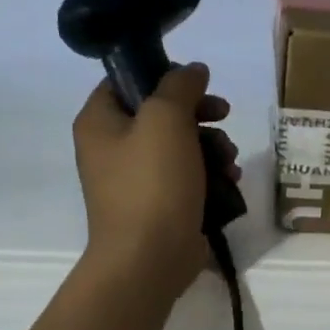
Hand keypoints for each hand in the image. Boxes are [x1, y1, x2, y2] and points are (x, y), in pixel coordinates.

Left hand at [73, 63, 240, 300]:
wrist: (149, 259)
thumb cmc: (152, 184)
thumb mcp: (166, 120)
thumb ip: (179, 86)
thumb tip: (193, 70)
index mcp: (99, 122)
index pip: (128, 81)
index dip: (165, 76)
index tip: (200, 85)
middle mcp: (111, 149)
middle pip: (160, 115)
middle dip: (200, 116)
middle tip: (224, 116)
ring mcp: (134, 182)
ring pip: (179, 148)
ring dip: (211, 147)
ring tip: (230, 160)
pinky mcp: (158, 207)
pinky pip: (186, 180)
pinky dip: (209, 177)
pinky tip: (229, 182)